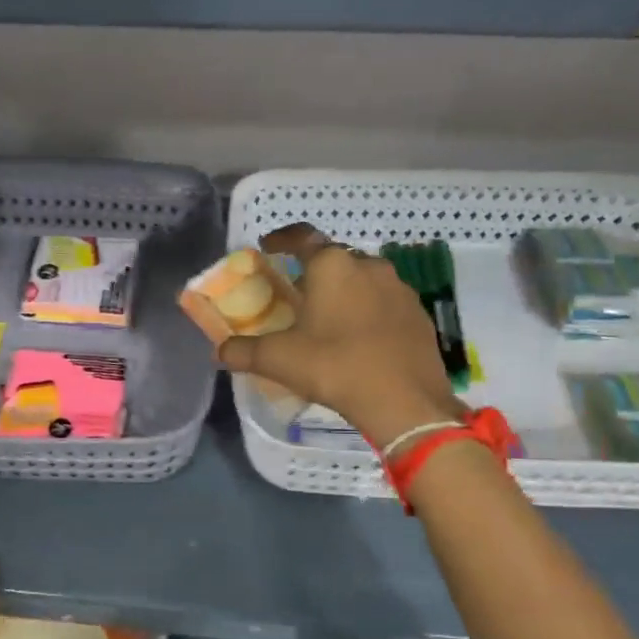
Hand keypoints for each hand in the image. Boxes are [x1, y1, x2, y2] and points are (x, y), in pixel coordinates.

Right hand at [217, 223, 466, 448]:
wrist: (405, 401)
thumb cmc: (335, 367)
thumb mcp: (279, 360)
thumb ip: (244, 351)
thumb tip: (220, 351)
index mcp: (332, 265)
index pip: (302, 237)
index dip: (282, 238)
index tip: (268, 246)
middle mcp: (368, 266)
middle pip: (334, 257)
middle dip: (313, 269)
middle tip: (295, 291)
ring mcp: (399, 288)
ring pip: (362, 278)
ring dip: (343, 289)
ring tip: (327, 316)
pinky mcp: (418, 314)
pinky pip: (384, 301)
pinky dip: (367, 310)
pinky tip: (359, 337)